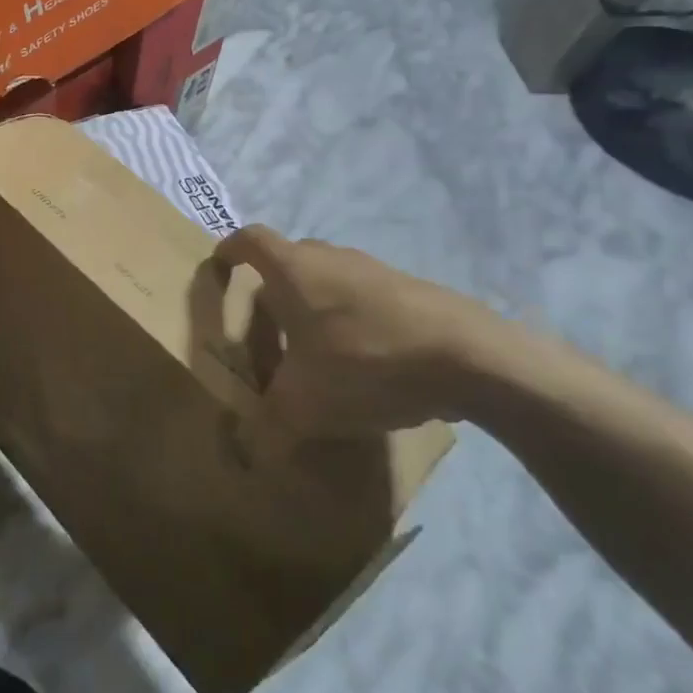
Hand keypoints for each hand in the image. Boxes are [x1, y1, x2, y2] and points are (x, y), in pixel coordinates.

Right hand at [213, 226, 518, 433]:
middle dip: (272, 292)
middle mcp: (329, 257)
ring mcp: (374, 269)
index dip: (229, 250)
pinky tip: (367, 365)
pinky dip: (353, 321)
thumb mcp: (304, 405)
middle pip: (288, 262)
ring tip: (317, 355)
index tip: (221, 269)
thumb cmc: (365, 363)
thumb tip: (242, 452)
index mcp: (292, 269)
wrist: (470, 358)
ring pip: (329, 280)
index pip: (248, 240)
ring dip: (315, 308)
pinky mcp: (411, 289)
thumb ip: (267, 426)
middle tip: (268, 332)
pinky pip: (365, 298)